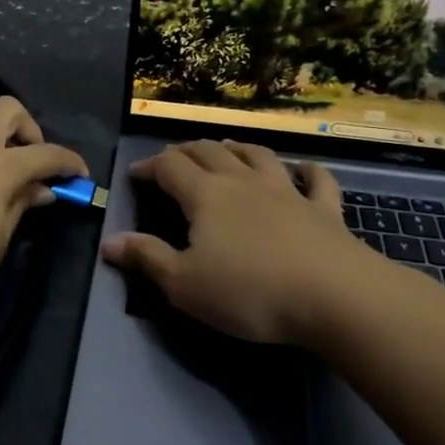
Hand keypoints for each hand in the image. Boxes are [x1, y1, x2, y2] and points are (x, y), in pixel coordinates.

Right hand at [102, 140, 394, 346]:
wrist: (335, 297)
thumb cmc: (250, 292)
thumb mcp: (185, 285)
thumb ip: (146, 259)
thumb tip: (109, 241)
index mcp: (206, 195)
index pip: (170, 166)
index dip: (149, 165)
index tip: (135, 174)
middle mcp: (243, 182)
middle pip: (209, 152)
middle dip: (186, 150)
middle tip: (174, 157)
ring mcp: (288, 191)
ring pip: (258, 155)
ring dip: (238, 148)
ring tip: (226, 147)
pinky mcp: (325, 209)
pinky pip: (317, 180)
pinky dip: (308, 170)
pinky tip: (304, 168)